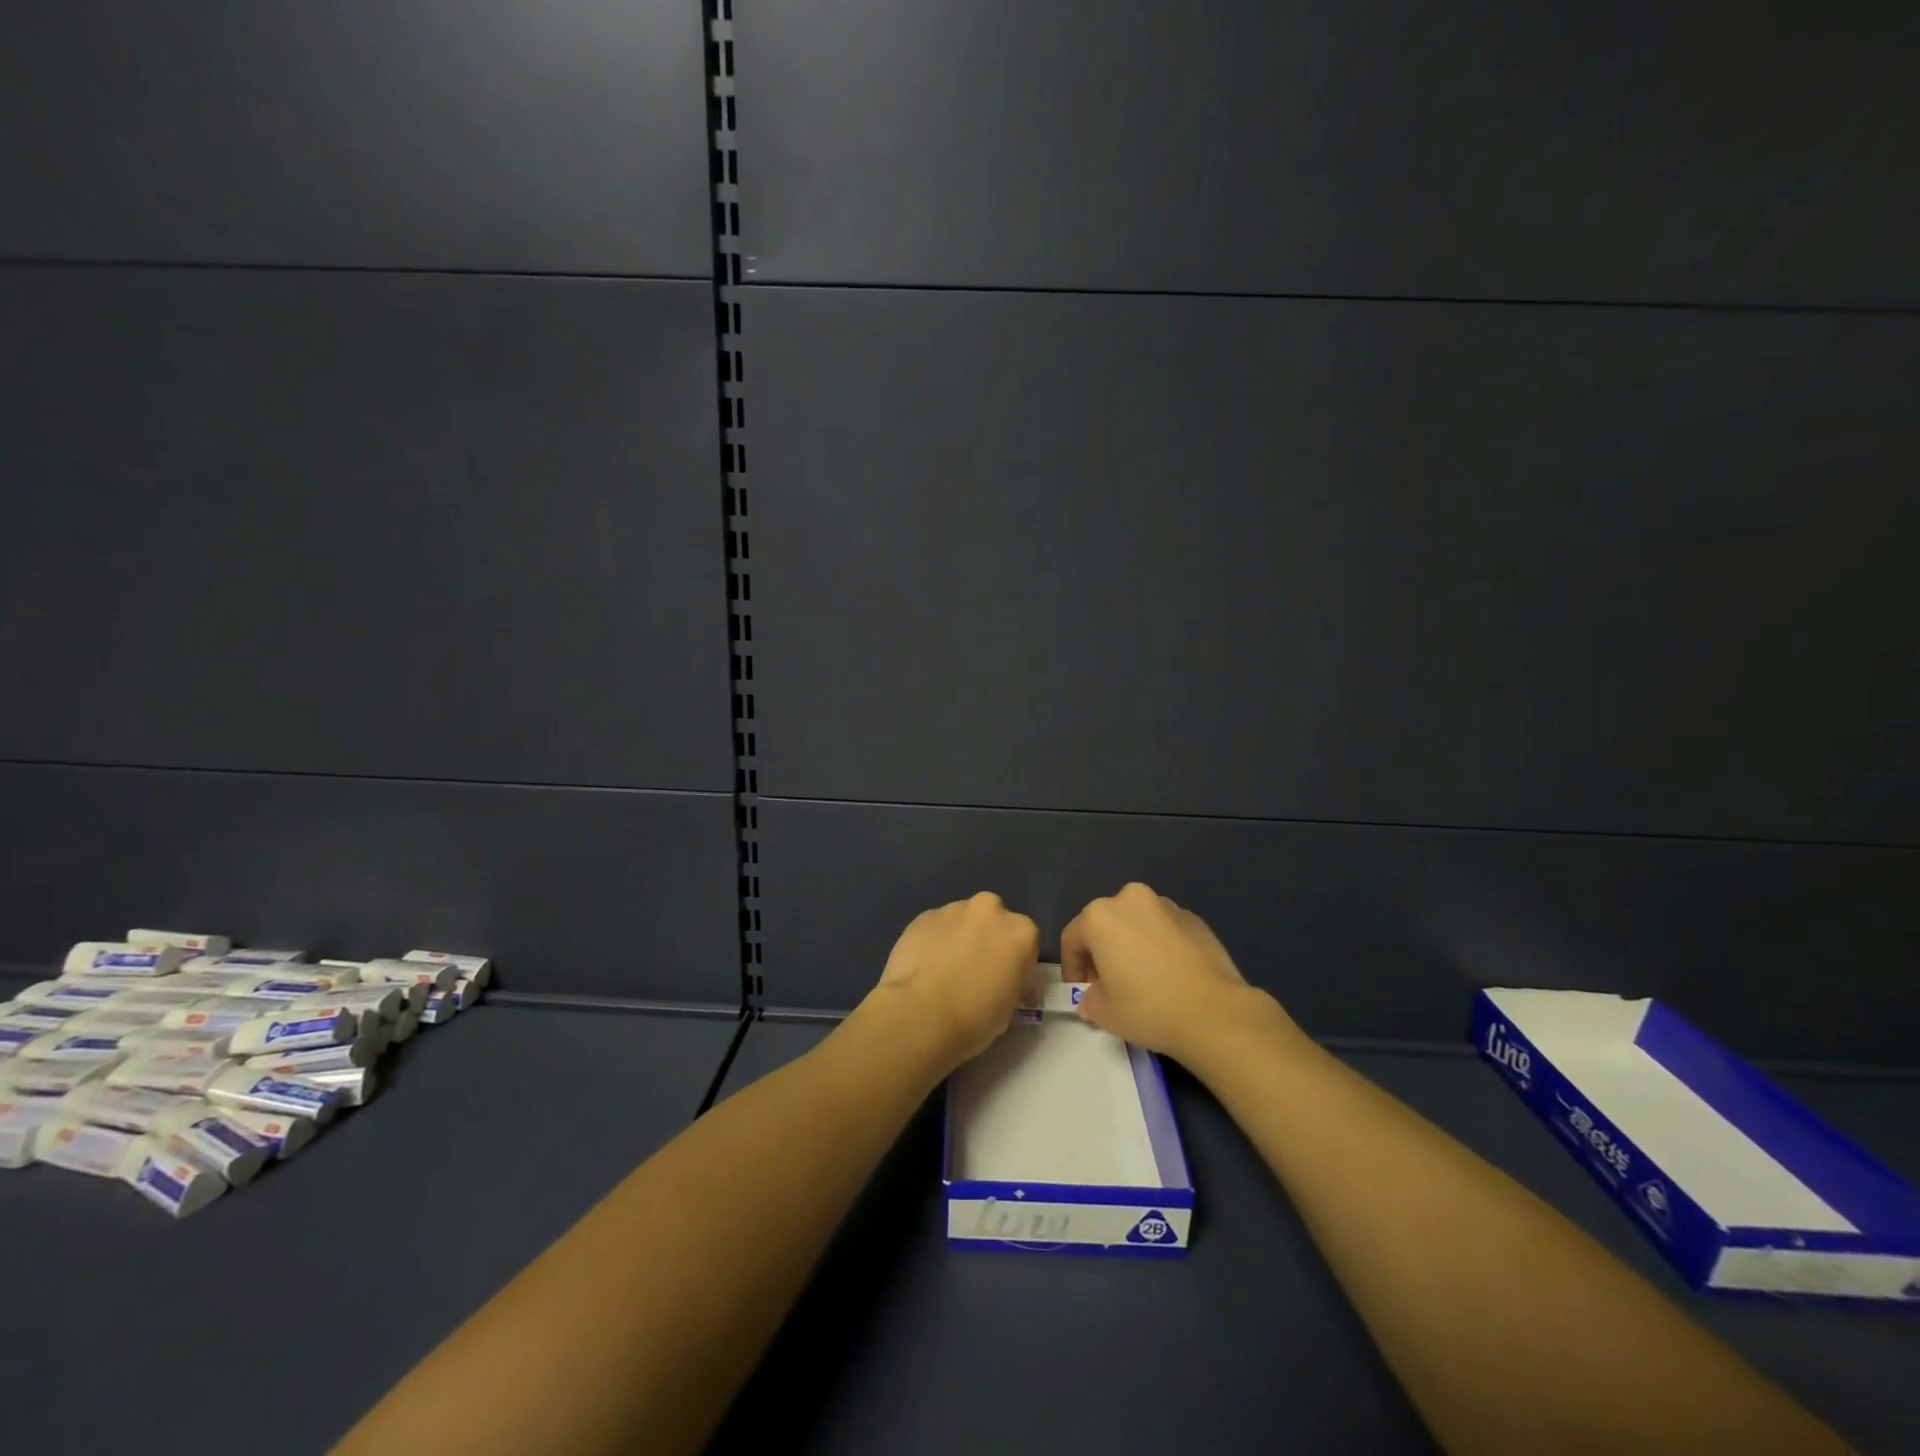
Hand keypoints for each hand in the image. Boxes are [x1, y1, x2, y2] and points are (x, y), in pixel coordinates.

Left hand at [867, 892, 1039, 1070]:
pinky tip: (926, 967)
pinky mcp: (923, 916)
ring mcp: (953, 909)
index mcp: (1021, 932)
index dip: (1018, 967)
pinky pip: (937, 928)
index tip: (1008, 987)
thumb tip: (1003, 983)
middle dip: (988, 941)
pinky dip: (935, 942)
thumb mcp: (1009, 1008)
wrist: (919, 1015)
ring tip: (947, 970)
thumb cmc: (974, 1018)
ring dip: (961, 939)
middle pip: (994, 922)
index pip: (1026, 945)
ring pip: (963, 921)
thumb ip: (1011, 984)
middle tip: (977, 972)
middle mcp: (990, 910)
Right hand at [1061, 882, 1285, 1063]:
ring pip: (1136, 922)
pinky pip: (1164, 929)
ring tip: (1142, 978)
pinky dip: (1159, 945)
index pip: (1072, 938)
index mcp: (1100, 916)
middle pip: (1105, 924)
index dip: (1072, 967)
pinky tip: (1169, 974)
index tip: (1081, 991)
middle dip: (1101, 951)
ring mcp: (1166, 905)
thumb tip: (1093, 997)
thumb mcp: (1104, 1012)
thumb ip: (1089, 999)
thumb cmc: (1148, 1007)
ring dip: (1131, 944)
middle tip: (1108, 984)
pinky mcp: (1195, 918)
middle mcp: (1130, 899)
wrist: (1215, 1012)